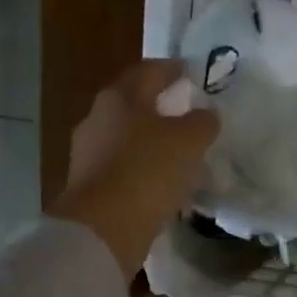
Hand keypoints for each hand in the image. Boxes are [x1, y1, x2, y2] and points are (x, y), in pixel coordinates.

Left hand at [49, 59, 219, 275]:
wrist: (104, 227)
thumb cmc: (148, 171)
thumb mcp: (189, 141)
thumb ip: (202, 122)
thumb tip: (206, 114)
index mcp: (120, 98)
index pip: (149, 71)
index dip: (172, 69)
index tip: (191, 72)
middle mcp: (98, 118)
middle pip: (134, 103)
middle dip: (160, 106)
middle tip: (187, 113)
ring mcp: (89, 152)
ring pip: (128, 137)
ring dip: (152, 141)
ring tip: (179, 153)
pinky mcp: (90, 184)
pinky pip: (124, 167)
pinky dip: (143, 168)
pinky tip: (162, 182)